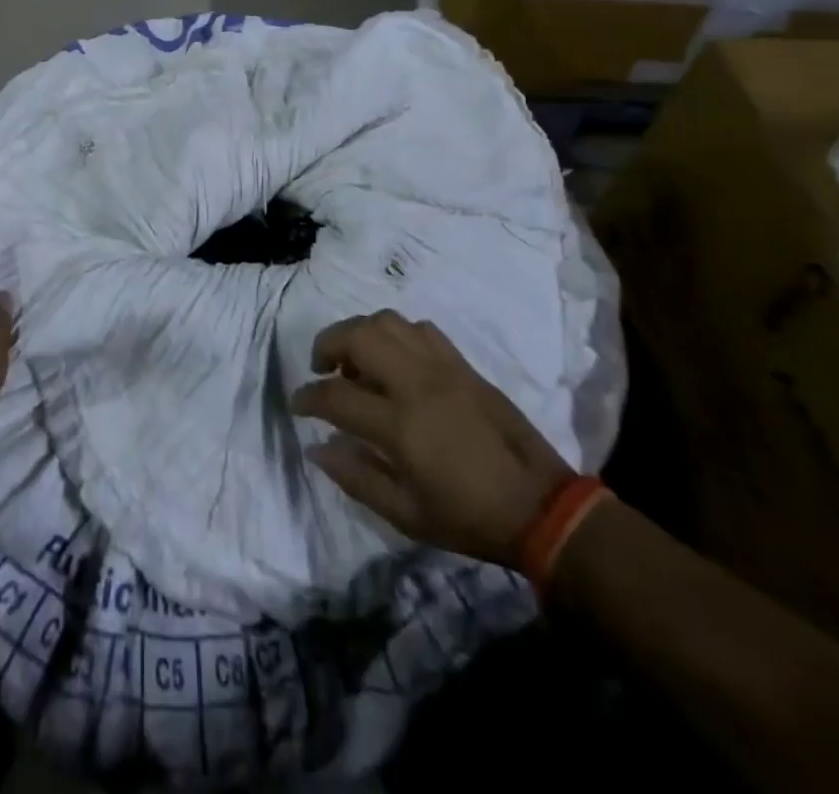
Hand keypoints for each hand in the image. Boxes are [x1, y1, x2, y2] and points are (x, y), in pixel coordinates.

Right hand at [291, 310, 570, 566]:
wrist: (541, 506)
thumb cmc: (468, 517)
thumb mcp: (406, 515)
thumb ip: (356, 477)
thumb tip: (317, 447)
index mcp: (399, 425)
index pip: (336, 395)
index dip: (308, 397)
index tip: (297, 405)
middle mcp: (416, 383)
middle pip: (357, 336)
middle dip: (327, 344)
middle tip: (322, 368)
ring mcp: (441, 367)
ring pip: (387, 321)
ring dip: (360, 333)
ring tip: (356, 360)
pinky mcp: (462, 363)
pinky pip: (419, 328)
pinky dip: (396, 335)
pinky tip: (396, 359)